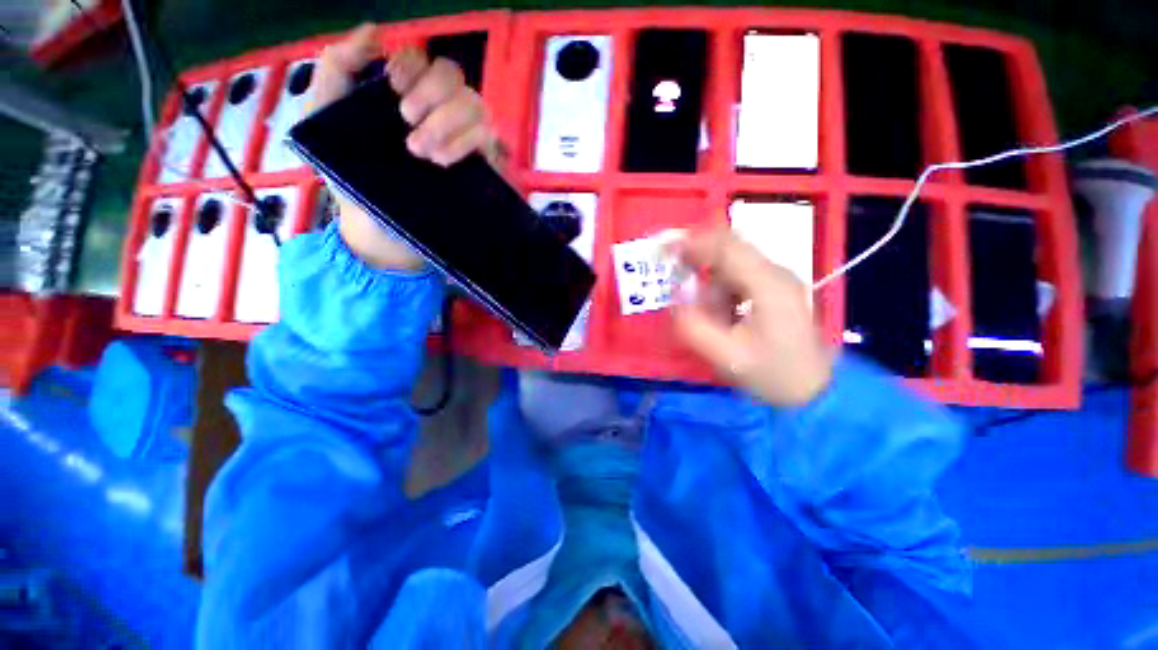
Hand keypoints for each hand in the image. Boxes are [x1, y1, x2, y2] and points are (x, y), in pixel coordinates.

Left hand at [311, 24, 500, 270]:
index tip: (394, 90)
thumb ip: (337, 68)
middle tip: (407, 122)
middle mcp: (438, 113)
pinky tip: (442, 161)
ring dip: (448, 122)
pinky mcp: (478, 169)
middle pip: (456, 77)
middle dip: (432, 94)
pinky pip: (487, 141)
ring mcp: (462, 142)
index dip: (413, 66)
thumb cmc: (349, 180)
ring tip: (422, 153)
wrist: (377, 232)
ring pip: (476, 107)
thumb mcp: (323, 118)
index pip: (424, 59)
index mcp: (405, 97)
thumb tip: (375, 32)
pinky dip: (464, 143)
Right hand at [669, 228, 833, 406]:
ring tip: (706, 314)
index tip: (665, 249)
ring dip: (709, 279)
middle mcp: (774, 273)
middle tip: (672, 269)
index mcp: (767, 284)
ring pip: (732, 263)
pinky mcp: (774, 290)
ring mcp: (776, 280)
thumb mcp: (726, 356)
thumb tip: (674, 297)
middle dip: (697, 254)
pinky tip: (720, 315)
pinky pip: (738, 277)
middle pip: (730, 247)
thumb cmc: (773, 374)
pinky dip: (719, 289)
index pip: (726, 247)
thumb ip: (693, 326)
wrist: (814, 390)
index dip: (692, 243)